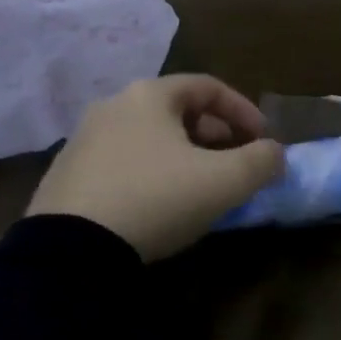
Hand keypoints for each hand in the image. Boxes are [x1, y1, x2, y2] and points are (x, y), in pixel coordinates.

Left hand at [27, 75, 283, 260]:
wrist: (69, 252)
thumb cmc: (155, 200)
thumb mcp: (223, 183)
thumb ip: (261, 162)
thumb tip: (275, 154)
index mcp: (149, 95)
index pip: (208, 87)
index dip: (243, 110)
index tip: (263, 139)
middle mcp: (113, 105)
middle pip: (176, 110)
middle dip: (213, 134)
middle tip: (232, 162)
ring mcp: (82, 139)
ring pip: (147, 136)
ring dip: (181, 154)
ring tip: (198, 186)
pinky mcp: (64, 174)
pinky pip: (121, 162)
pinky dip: (149, 172)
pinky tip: (155, 205)